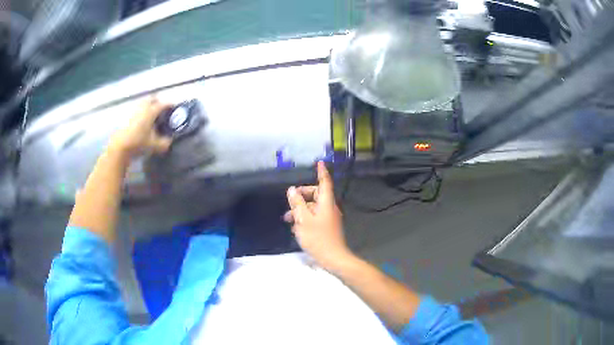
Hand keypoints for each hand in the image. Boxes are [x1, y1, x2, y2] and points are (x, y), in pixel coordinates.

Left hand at [109, 97, 172, 158]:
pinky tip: (142, 123)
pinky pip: (137, 111)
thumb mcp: (155, 146)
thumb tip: (170, 141)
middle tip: (162, 111)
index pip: (164, 104)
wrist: (120, 147)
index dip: (170, 105)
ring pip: (143, 104)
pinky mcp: (127, 117)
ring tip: (152, 117)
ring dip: (148, 107)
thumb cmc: (138, 143)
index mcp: (151, 111)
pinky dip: (141, 114)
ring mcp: (134, 111)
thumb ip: (164, 143)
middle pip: (152, 99)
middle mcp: (143, 107)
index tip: (174, 108)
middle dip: (158, 102)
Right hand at [285, 161, 353, 272]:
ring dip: (301, 209)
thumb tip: (292, 190)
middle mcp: (329, 207)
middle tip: (289, 201)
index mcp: (326, 203)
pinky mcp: (327, 227)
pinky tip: (295, 227)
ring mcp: (329, 218)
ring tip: (287, 218)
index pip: (324, 182)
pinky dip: (305, 218)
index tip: (319, 163)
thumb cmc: (317, 238)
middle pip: (316, 194)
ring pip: (313, 207)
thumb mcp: (303, 220)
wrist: (333, 258)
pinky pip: (315, 217)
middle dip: (302, 196)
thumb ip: (297, 203)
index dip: (321, 172)